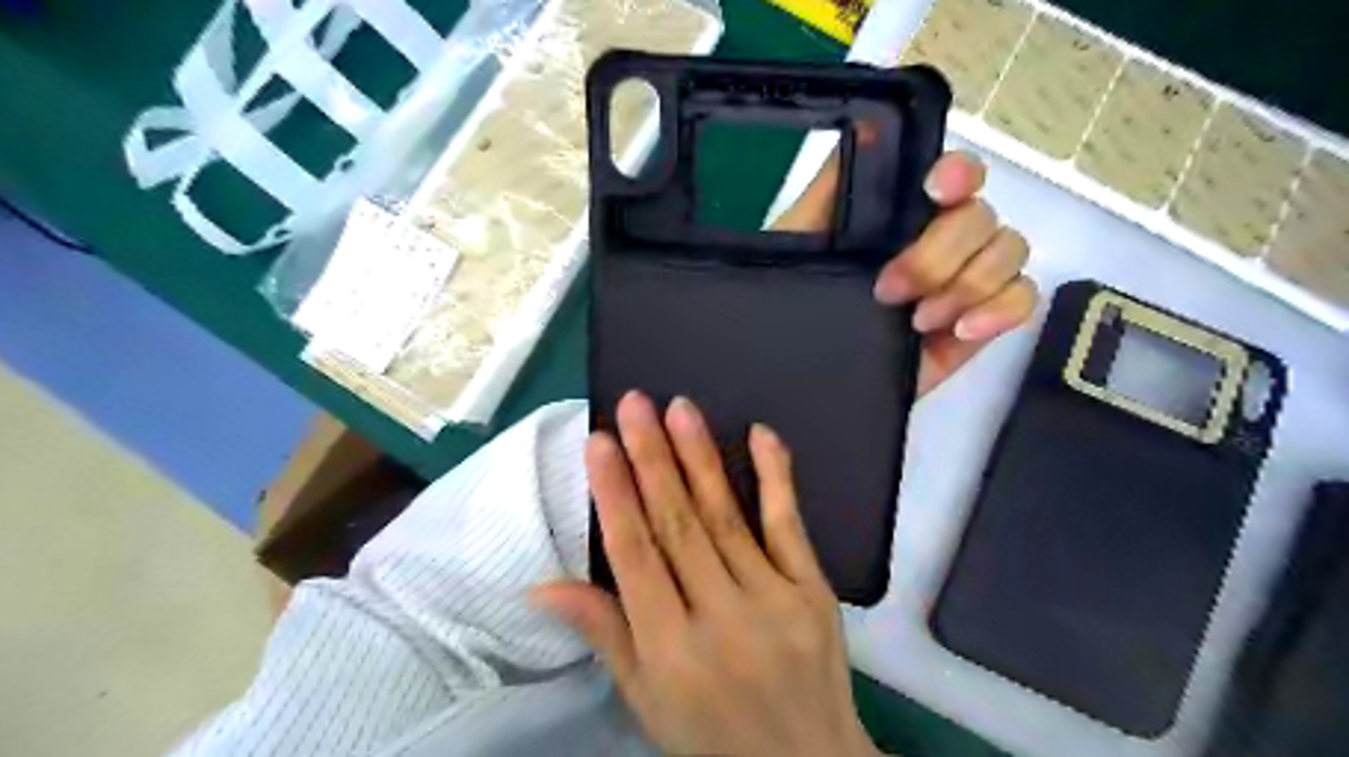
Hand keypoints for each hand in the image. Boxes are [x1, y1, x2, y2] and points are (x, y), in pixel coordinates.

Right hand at [531, 393, 882, 756]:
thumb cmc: (711, 736)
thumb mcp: (644, 699)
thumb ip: (603, 633)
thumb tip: (544, 585)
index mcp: (670, 650)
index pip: (635, 556)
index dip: (615, 494)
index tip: (598, 442)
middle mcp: (720, 618)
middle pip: (678, 525)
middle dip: (652, 458)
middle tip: (635, 404)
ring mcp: (774, 600)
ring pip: (727, 517)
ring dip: (700, 458)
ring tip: (679, 409)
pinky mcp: (813, 591)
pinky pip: (790, 526)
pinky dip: (776, 478)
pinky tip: (761, 435)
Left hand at [774, 149, 1035, 395]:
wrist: (803, 377)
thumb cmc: (793, 306)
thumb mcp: (797, 244)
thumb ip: (830, 189)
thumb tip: (867, 125)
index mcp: (902, 216)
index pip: (955, 176)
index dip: (958, 174)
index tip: (936, 191)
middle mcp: (940, 240)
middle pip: (982, 217)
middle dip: (938, 253)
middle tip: (889, 291)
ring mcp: (963, 282)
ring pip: (1009, 251)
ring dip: (968, 283)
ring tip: (919, 320)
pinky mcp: (977, 325)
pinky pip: (1022, 300)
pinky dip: (1001, 309)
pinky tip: (961, 329)